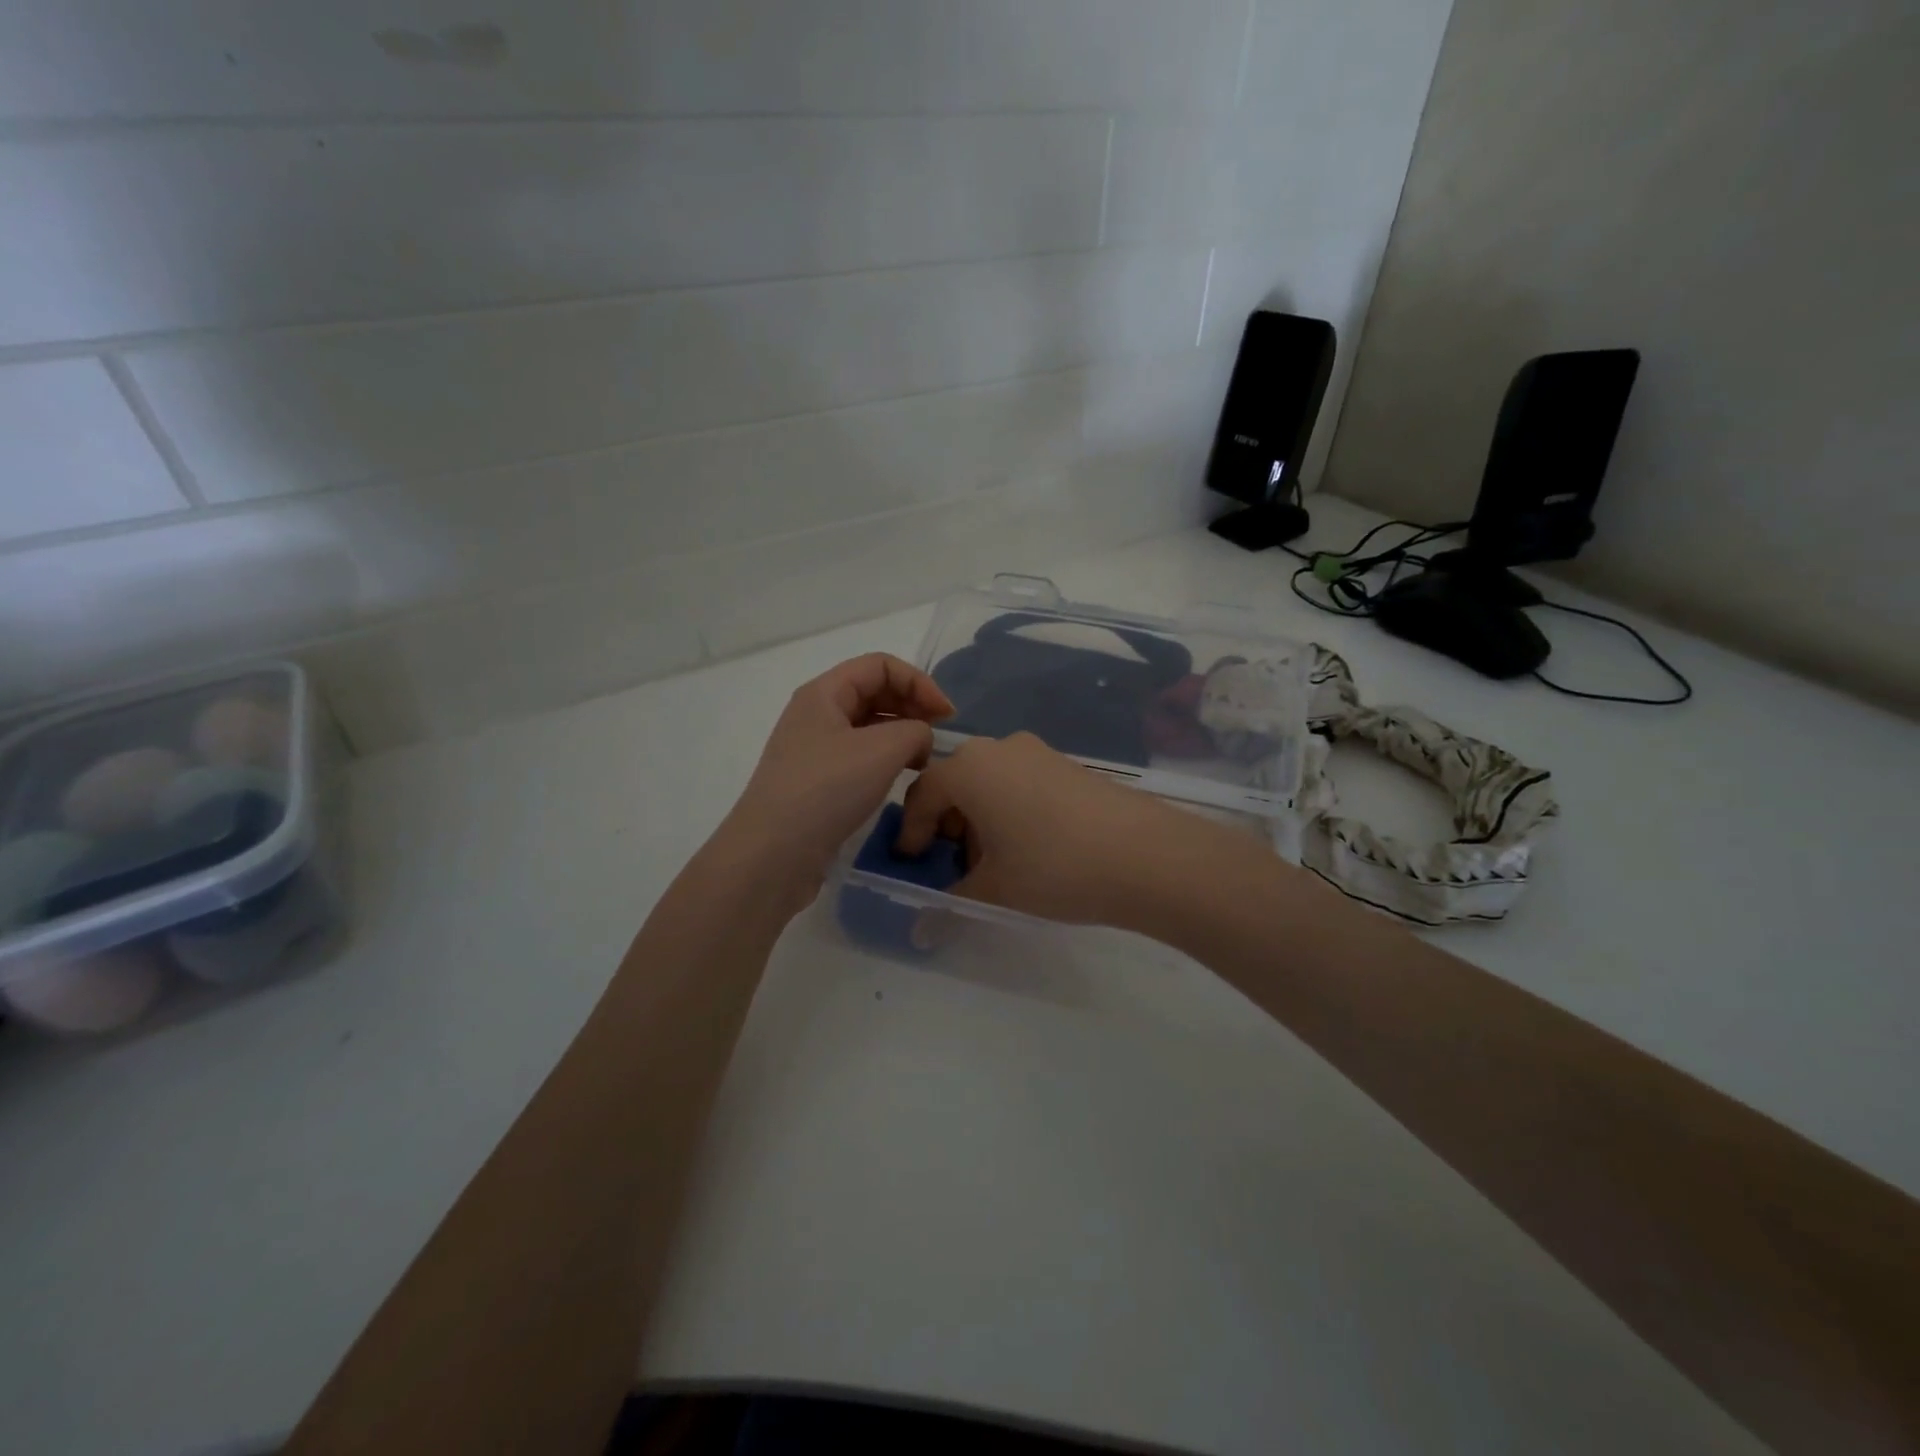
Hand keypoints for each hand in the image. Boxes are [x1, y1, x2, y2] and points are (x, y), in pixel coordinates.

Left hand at [721, 654, 953, 913]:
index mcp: (824, 693)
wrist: (773, 854)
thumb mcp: (883, 750)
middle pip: (873, 691)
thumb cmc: (827, 790)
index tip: (946, 716)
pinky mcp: (818, 781)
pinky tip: (901, 779)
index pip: (880, 665)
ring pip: (868, 726)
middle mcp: (816, 714)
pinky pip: (860, 756)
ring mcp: (814, 749)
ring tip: (924, 761)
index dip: (919, 682)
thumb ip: (916, 730)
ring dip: (901, 734)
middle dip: (911, 706)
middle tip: (939, 736)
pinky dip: (886, 759)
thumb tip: (919, 738)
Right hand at [894, 732, 1194, 926]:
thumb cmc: (1053, 867)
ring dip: (979, 820)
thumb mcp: (995, 889)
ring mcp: (1037, 752)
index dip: (910, 832)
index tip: (911, 864)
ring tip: (994, 865)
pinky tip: (1029, 849)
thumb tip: (921, 931)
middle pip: (956, 784)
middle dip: (947, 826)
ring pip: (990, 783)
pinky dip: (1009, 811)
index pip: (922, 795)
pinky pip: (1020, 783)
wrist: (1145, 855)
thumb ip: (950, 903)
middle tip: (953, 868)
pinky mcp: (1067, 765)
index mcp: (969, 769)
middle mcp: (999, 749)